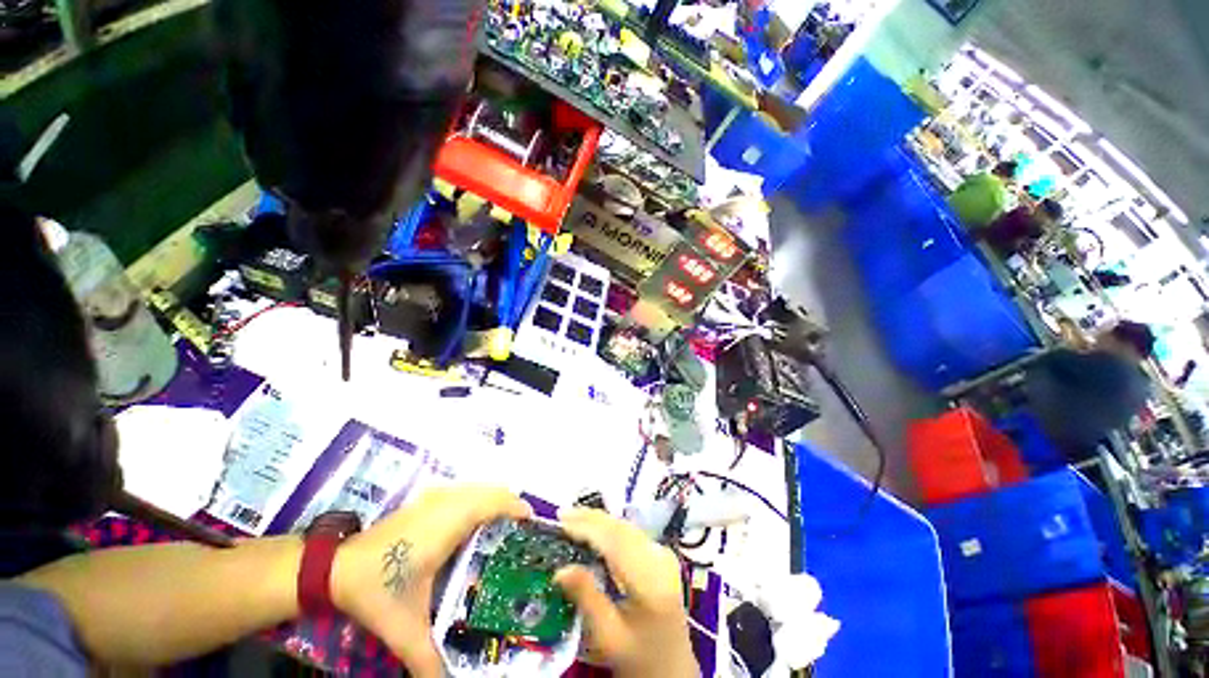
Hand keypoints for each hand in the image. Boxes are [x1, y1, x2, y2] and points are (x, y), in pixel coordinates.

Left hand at [330, 485, 531, 677]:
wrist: (334, 568)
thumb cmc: (377, 590)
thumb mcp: (404, 627)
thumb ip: (428, 659)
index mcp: (449, 524)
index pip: (494, 502)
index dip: (517, 508)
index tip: (531, 524)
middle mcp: (446, 503)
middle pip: (491, 490)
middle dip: (510, 504)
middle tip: (520, 531)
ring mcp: (434, 498)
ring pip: (478, 487)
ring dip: (494, 500)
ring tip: (503, 526)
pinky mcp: (425, 500)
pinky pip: (464, 490)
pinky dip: (478, 499)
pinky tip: (474, 523)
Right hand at [555, 508, 698, 677]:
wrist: (672, 668)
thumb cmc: (638, 658)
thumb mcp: (608, 637)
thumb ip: (586, 599)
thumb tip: (560, 569)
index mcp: (651, 580)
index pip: (615, 541)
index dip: (587, 528)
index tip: (561, 521)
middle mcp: (660, 558)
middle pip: (621, 528)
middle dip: (590, 518)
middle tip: (562, 514)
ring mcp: (663, 553)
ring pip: (626, 527)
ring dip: (599, 520)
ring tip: (572, 517)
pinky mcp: (660, 554)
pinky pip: (630, 533)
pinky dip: (609, 528)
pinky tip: (593, 528)